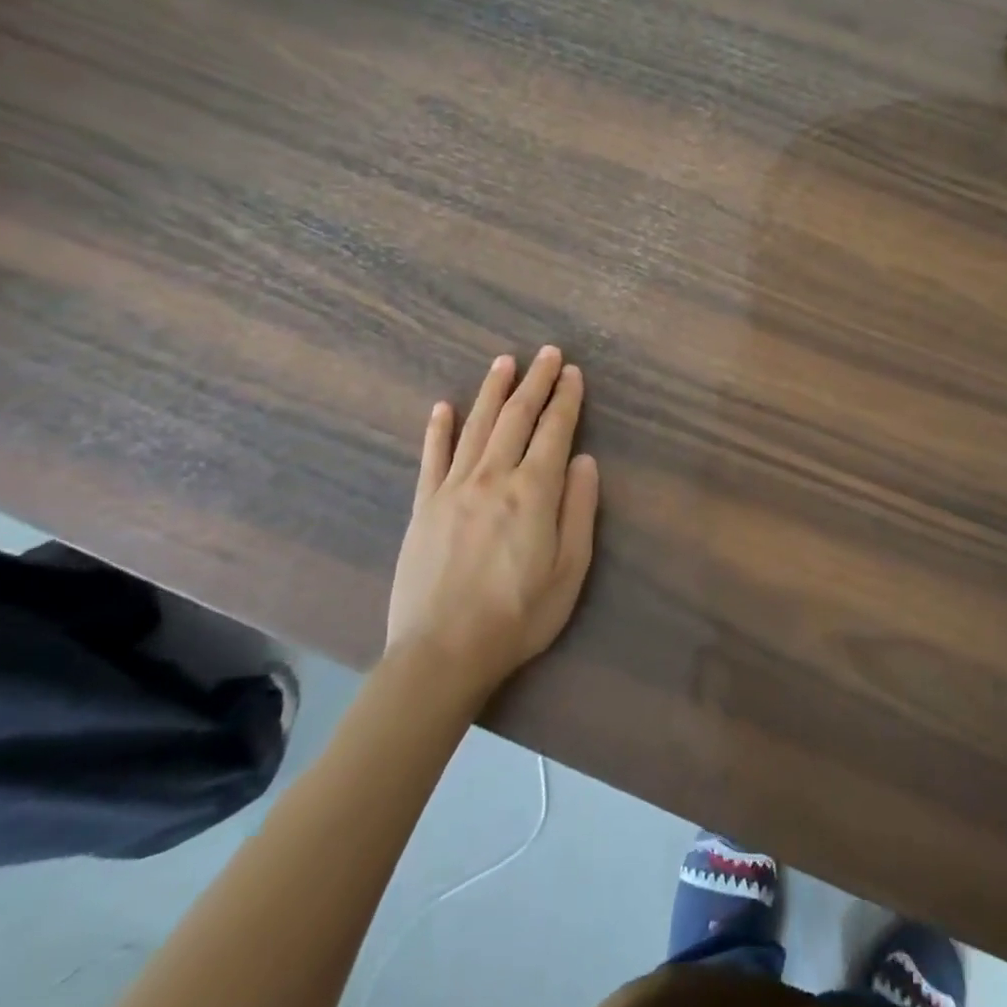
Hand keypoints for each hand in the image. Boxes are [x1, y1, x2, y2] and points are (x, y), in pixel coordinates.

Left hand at [387, 347, 600, 689]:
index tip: (573, 372)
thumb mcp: (570, 568)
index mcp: (533, 492)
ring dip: (493, 392)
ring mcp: (453, 489)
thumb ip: (579, 509)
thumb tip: (583, 460)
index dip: (566, 399)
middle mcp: (493, 478)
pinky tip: (444, 406)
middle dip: (535, 382)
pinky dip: (439, 429)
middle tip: (547, 353)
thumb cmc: (519, 615)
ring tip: (505, 362)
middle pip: (516, 418)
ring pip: (476, 427)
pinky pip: (432, 458)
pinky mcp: (424, 507)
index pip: (554, 431)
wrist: (443, 652)